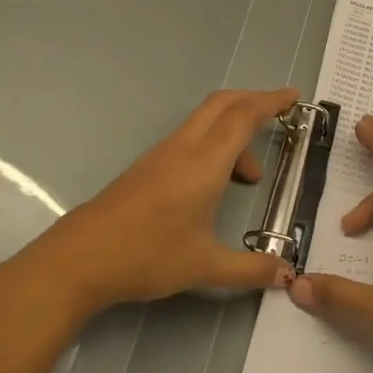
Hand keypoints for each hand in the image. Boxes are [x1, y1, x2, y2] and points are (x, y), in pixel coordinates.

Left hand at [0, 87, 299, 330]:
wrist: (78, 260)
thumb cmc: (147, 256)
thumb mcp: (205, 266)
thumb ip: (251, 269)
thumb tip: (288, 275)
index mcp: (205, 162)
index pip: (244, 116)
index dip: (272, 101)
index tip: (294, 97)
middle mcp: (184, 147)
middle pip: (223, 104)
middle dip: (254, 101)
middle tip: (281, 113)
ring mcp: (161, 154)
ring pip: (205, 122)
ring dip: (233, 131)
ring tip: (251, 176)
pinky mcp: (147, 167)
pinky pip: (190, 139)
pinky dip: (214, 145)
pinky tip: (216, 185)